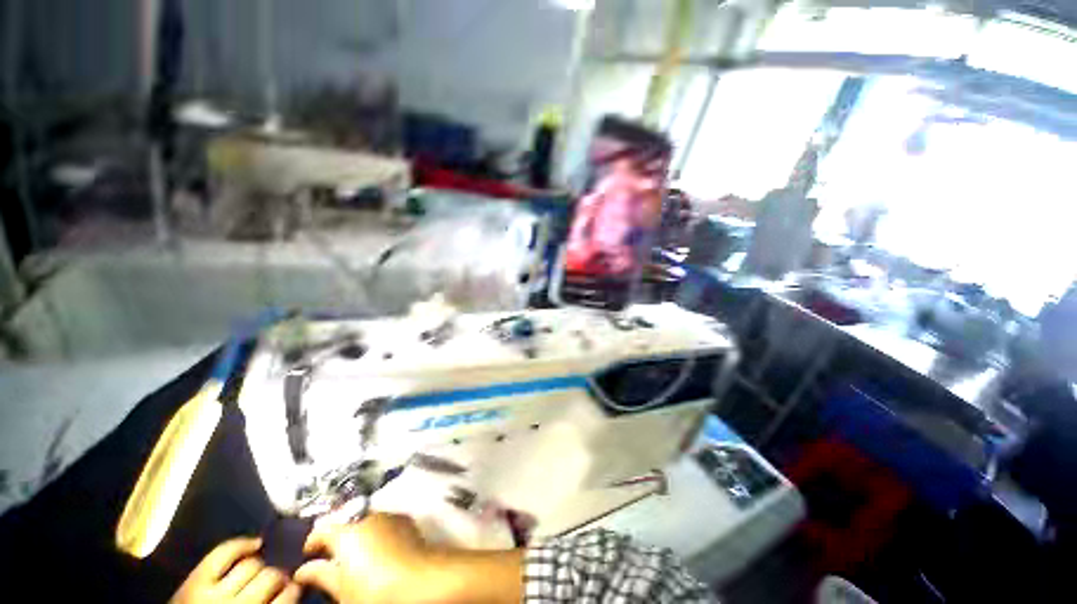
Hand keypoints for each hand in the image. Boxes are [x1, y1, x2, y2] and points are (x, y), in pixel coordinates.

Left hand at [171, 537, 300, 603]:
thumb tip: (294, 587)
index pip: (287, 596)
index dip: (296, 585)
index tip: (300, 581)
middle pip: (270, 575)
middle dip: (279, 572)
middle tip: (283, 572)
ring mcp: (213, 593)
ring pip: (252, 563)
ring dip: (262, 560)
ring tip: (266, 562)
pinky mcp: (195, 581)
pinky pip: (224, 552)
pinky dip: (241, 544)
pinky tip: (254, 543)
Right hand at [294, 513, 433, 603]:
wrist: (419, 580)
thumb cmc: (374, 589)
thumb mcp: (342, 589)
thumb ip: (321, 575)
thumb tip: (304, 570)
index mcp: (347, 531)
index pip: (322, 529)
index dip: (312, 542)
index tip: (308, 554)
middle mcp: (368, 516)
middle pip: (346, 523)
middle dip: (337, 538)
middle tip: (332, 557)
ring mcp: (389, 515)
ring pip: (366, 522)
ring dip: (358, 534)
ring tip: (356, 555)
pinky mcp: (406, 520)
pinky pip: (384, 523)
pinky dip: (376, 533)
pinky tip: (378, 550)